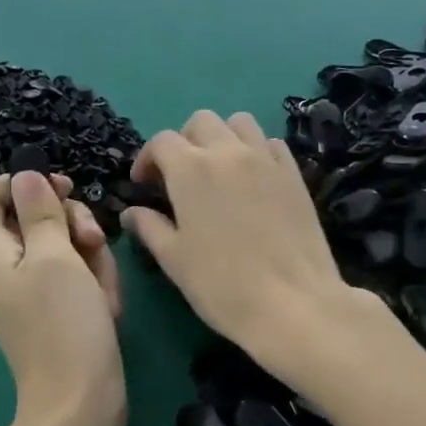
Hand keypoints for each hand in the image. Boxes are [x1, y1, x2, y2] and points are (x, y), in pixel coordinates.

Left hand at [0, 171, 124, 425]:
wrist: (80, 402)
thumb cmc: (64, 324)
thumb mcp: (56, 256)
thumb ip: (40, 210)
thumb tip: (26, 175)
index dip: (19, 183)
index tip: (59, 190)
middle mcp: (1, 267)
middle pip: (30, 216)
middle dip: (68, 221)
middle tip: (91, 238)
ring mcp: (29, 290)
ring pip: (61, 244)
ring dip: (90, 255)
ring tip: (102, 286)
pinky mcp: (54, 309)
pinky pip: (73, 275)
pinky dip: (93, 282)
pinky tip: (106, 305)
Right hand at [122, 111, 386, 386]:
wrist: (292, 303)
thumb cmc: (221, 285)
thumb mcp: (174, 259)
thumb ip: (149, 227)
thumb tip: (131, 212)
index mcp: (191, 170)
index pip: (161, 141)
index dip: (147, 159)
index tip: (144, 185)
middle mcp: (228, 152)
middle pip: (201, 122)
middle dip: (183, 141)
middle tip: (179, 176)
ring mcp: (266, 160)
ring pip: (239, 123)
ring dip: (221, 137)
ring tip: (217, 170)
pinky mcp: (294, 174)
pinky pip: (270, 144)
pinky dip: (255, 150)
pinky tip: (251, 179)